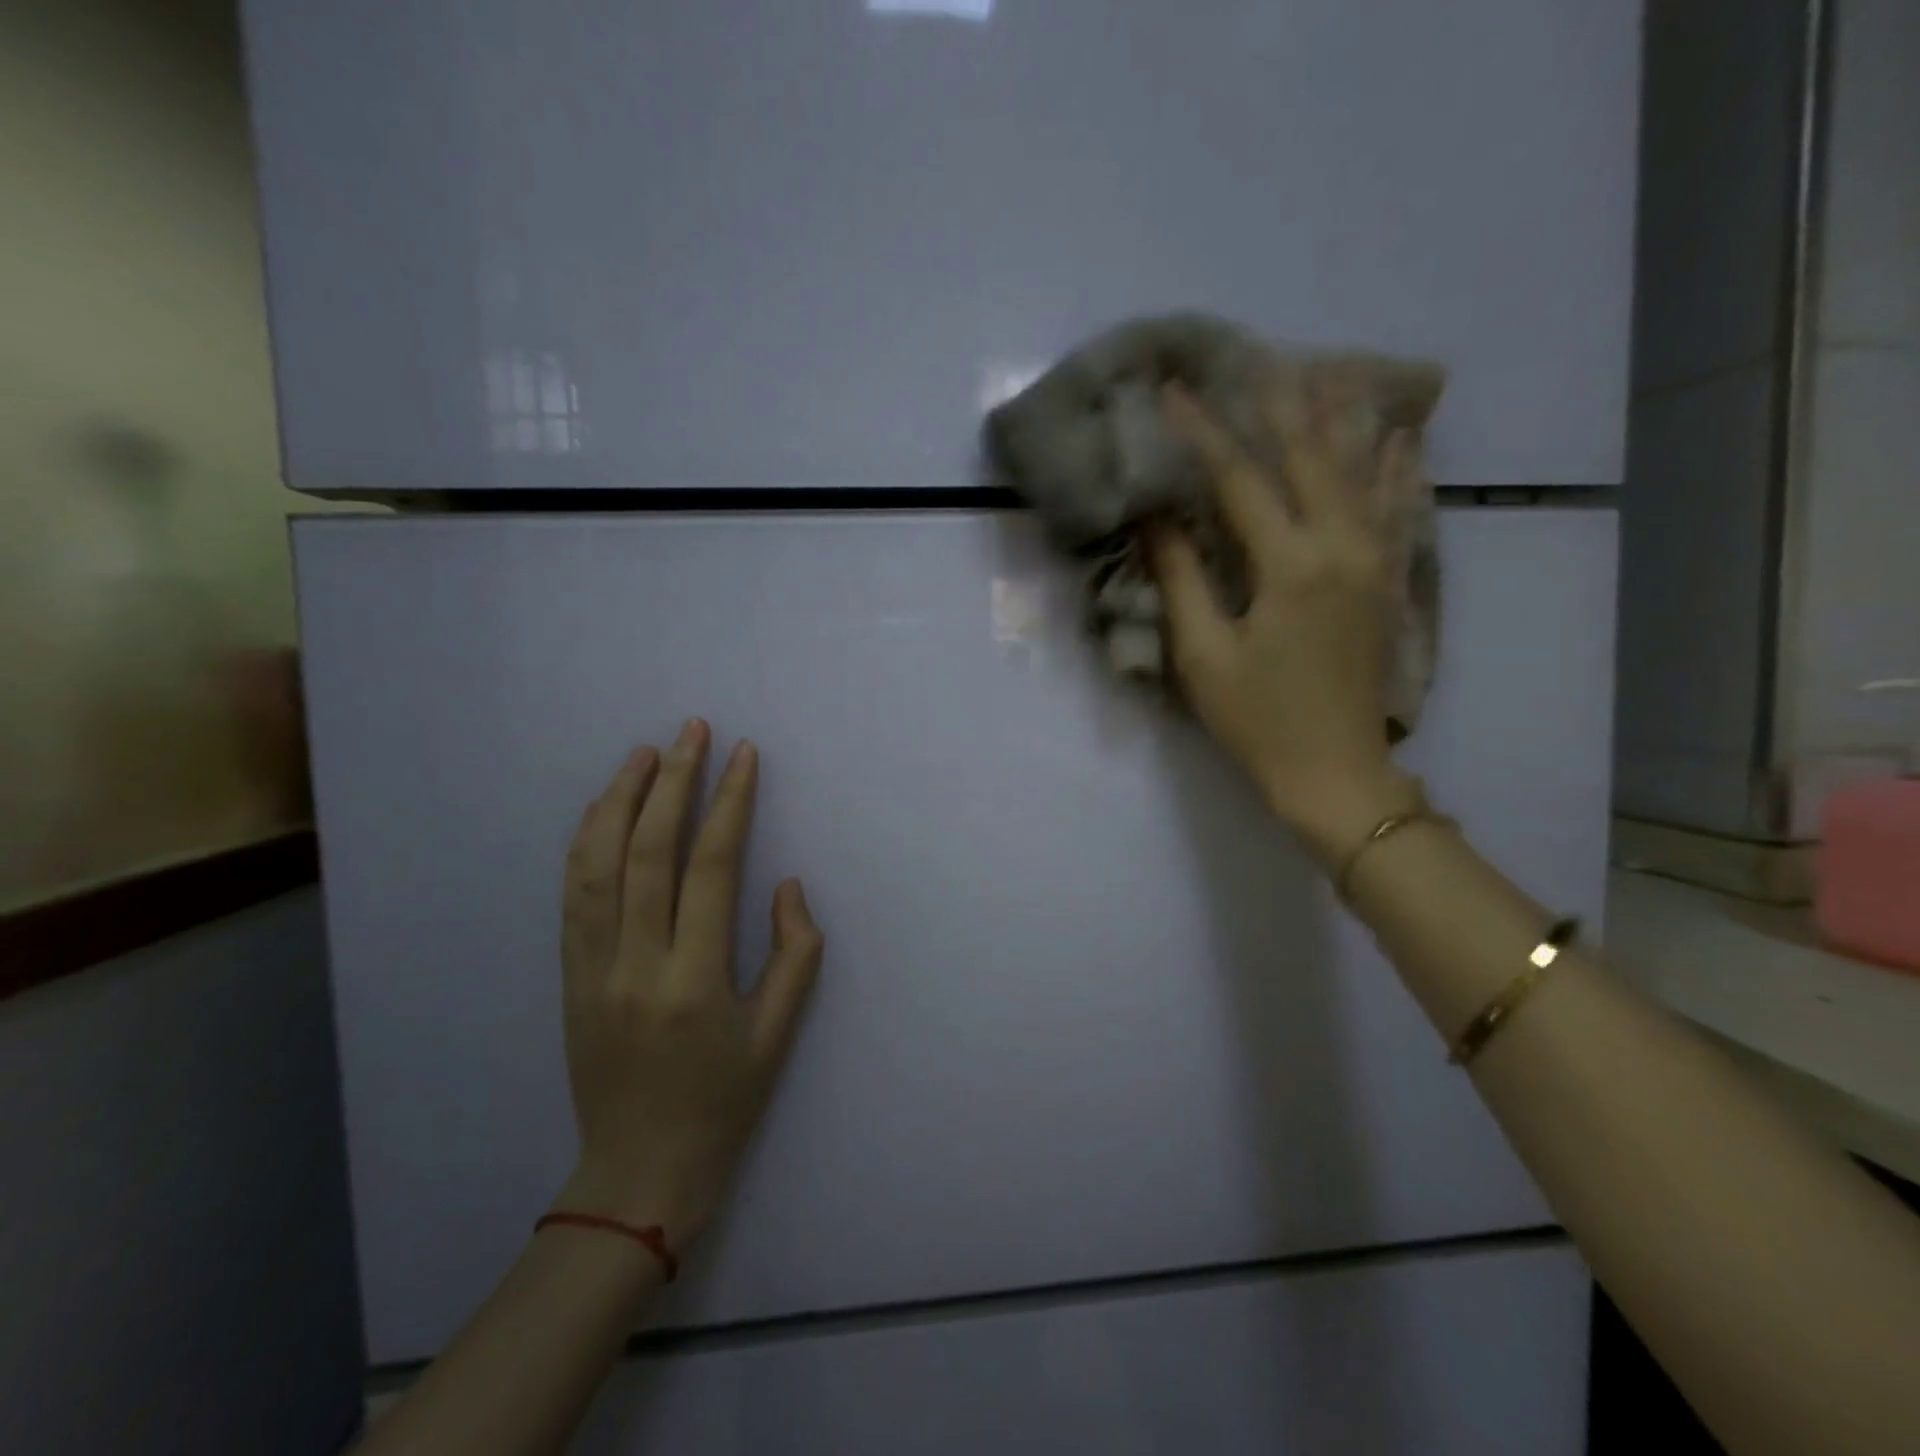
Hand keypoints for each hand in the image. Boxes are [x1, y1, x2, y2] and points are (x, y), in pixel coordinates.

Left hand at [552, 719, 823, 1247]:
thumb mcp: (779, 1035)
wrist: (638, 1175)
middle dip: (673, 781)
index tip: (743, 755)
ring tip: (644, 753)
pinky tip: (603, 809)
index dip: (729, 803)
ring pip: (597, 864)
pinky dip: (587, 841)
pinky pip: (574, 895)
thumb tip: (785, 885)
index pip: (711, 867)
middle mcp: (636, 964)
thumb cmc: (723, 1105)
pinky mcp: (570, 977)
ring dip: (620, 800)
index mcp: (694, 981)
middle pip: (649, 851)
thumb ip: (796, 954)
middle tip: (692, 731)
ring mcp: (592, 969)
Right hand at [1148, 385, 1418, 861]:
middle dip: (1280, 404)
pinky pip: (1399, 510)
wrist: (1335, 772)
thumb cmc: (1258, 720)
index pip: (1240, 481)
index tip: (1175, 392)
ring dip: (1344, 419)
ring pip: (1363, 472)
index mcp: (1289, 566)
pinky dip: (1400, 469)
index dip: (1204, 433)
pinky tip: (1405, 437)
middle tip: (1258, 356)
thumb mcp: (1205, 655)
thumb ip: (1182, 580)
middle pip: (1310, 458)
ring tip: (1333, 369)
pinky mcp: (1387, 582)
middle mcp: (1341, 547)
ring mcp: (1373, 562)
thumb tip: (1156, 519)